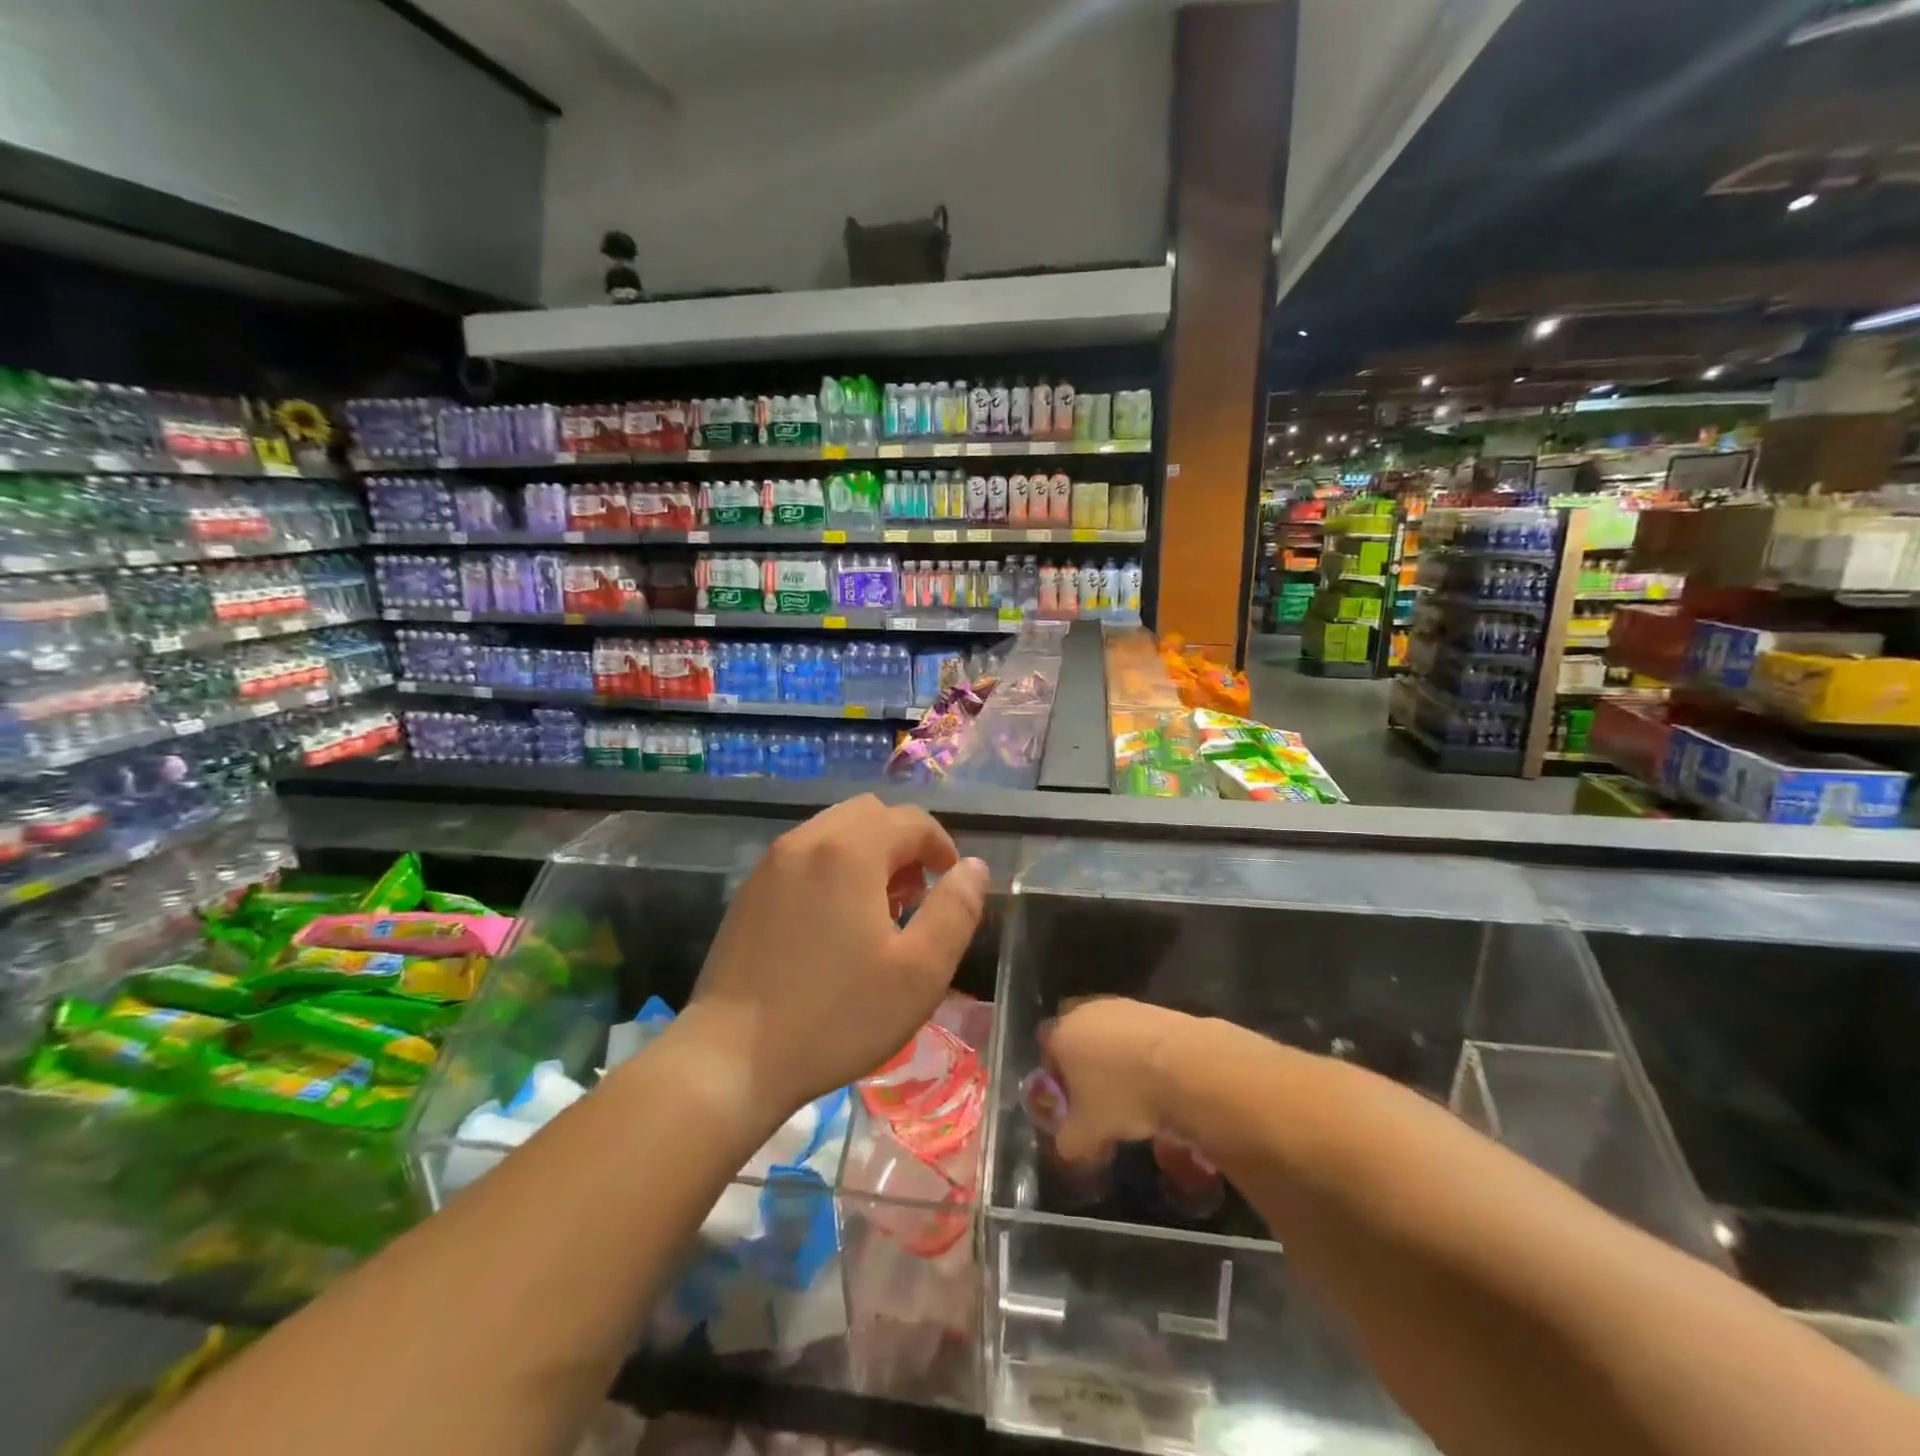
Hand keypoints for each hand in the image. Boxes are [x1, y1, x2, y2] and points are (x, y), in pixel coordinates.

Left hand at [681, 795, 987, 1131]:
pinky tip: (832, 924)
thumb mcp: (920, 971)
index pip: (912, 820)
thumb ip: (956, 910)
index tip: (950, 887)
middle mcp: (808, 839)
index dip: (942, 846)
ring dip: (868, 854)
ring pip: (835, 830)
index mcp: (850, 850)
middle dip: (903, 845)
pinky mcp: (750, 889)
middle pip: (872, 814)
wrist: (731, 1058)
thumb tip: (973, 867)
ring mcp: (772, 862)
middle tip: (913, 899)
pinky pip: (805, 854)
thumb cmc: (837, 1016)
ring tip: (876, 912)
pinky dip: (833, 867)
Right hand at [1040, 998, 1199, 1162]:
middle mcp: (1085, 1012)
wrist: (1184, 1065)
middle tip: (1102, 1103)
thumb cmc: (1123, 1096)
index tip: (1074, 1107)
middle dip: (1086, 1071)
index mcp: (1061, 1035)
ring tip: (1135, 1095)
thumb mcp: (1086, 1133)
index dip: (1058, 1083)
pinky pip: (1136, 1036)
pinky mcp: (1152, 1009)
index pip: (1047, 1054)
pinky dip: (1142, 1056)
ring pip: (1108, 1038)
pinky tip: (1157, 1080)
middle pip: (1078, 1043)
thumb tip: (1066, 1145)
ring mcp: (1120, 1006)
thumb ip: (1067, 1141)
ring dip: (1116, 1063)